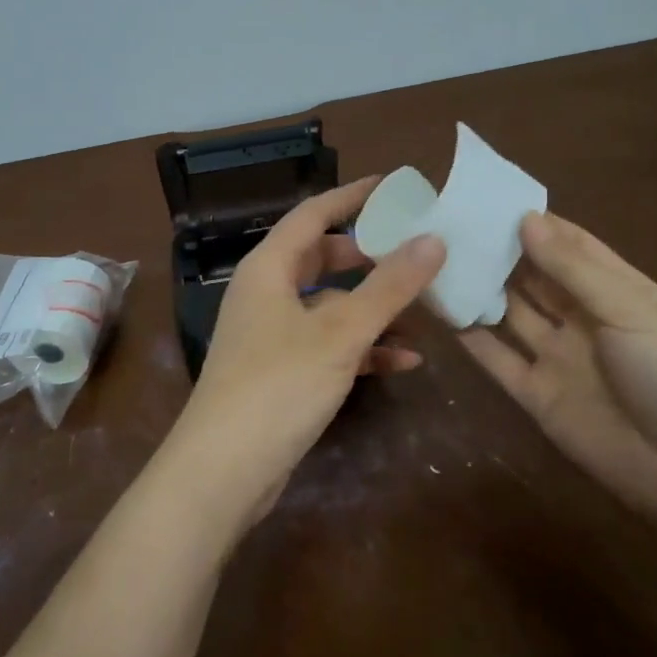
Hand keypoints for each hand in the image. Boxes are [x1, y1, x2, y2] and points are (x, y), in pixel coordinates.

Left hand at [162, 177, 446, 536]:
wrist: (223, 471)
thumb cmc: (278, 385)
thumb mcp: (340, 332)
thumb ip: (389, 286)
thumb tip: (433, 239)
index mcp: (269, 267)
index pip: (314, 214)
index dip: (353, 196)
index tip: (394, 186)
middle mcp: (267, 292)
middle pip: (322, 257)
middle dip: (368, 254)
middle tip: (414, 248)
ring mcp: (272, 333)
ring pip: (329, 304)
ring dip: (372, 306)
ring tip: (423, 307)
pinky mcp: (282, 371)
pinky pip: (327, 344)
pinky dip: (362, 347)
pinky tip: (404, 360)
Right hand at [460, 211, 656, 533]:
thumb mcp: (630, 310)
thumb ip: (574, 269)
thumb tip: (525, 219)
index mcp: (615, 289)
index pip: (570, 244)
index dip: (535, 222)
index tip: (488, 199)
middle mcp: (582, 317)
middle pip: (534, 276)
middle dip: (500, 251)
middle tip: (451, 224)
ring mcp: (557, 355)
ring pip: (510, 312)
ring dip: (481, 288)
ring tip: (436, 259)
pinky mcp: (536, 394)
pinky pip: (497, 358)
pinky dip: (471, 336)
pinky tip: (442, 310)